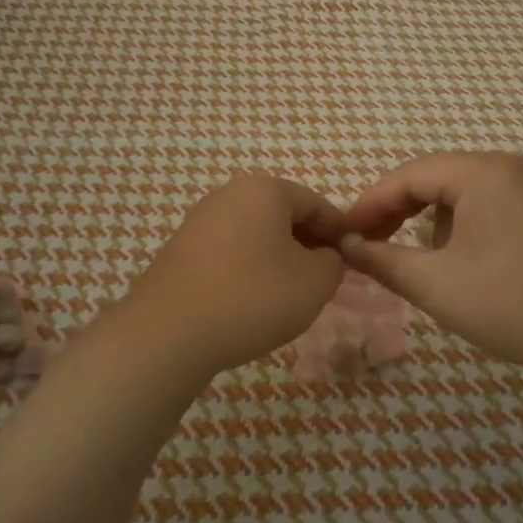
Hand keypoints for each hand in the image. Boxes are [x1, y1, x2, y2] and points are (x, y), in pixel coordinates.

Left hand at [115, 175, 346, 379]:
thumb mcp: (314, 283)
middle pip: (284, 215)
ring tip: (290, 293)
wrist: (169, 333)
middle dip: (308, 244)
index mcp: (265, 190)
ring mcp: (200, 220)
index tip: (354, 260)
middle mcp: (230, 194)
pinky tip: (253, 300)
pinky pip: (230, 250)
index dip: (341, 232)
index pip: (317, 204)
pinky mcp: (181, 249)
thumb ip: (333, 262)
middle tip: (325, 279)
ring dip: (279, 257)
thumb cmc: (253, 298)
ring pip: (256, 233)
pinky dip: (249, 268)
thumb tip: (325, 256)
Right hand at [340, 153, 522, 381]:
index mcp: (486, 171)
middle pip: (440, 178)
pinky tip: (469, 262)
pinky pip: (498, 205)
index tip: (344, 233)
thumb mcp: (437, 285)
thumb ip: (383, 260)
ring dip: (437, 221)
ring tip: (424, 261)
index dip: (371, 203)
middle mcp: (516, 166)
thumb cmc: (514, 305)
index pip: (411, 174)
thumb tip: (346, 246)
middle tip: (371, 244)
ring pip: (468, 193)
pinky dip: (470, 226)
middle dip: (402, 212)